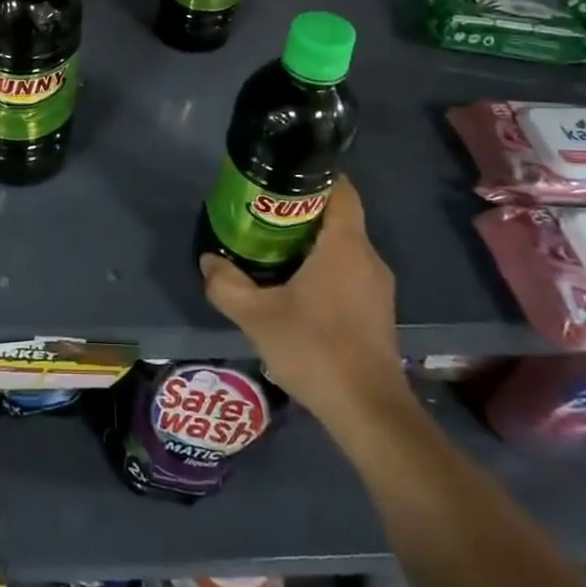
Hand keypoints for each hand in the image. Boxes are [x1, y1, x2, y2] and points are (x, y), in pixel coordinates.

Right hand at [199, 179, 410, 431]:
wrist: (369, 412)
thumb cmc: (315, 350)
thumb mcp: (256, 316)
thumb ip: (226, 284)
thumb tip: (209, 260)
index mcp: (345, 245)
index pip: (341, 189)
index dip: (314, 175)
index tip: (280, 175)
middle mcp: (368, 258)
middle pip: (337, 216)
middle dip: (300, 210)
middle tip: (261, 212)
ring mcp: (377, 287)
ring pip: (342, 246)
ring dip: (310, 241)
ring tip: (270, 247)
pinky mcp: (376, 311)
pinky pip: (348, 271)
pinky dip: (322, 267)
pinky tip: (293, 286)